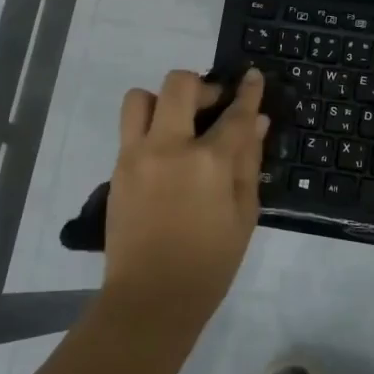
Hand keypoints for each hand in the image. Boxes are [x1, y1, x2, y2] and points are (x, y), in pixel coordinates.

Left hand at [105, 68, 269, 325]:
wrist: (151, 298)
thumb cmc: (210, 264)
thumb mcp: (244, 214)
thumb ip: (249, 162)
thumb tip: (256, 123)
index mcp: (209, 162)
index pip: (234, 113)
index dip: (248, 91)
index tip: (253, 76)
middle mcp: (168, 147)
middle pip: (179, 85)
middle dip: (202, 85)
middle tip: (213, 105)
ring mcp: (136, 155)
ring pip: (140, 97)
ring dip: (163, 100)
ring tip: (179, 124)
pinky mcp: (117, 169)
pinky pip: (129, 129)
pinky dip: (149, 127)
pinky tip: (165, 153)